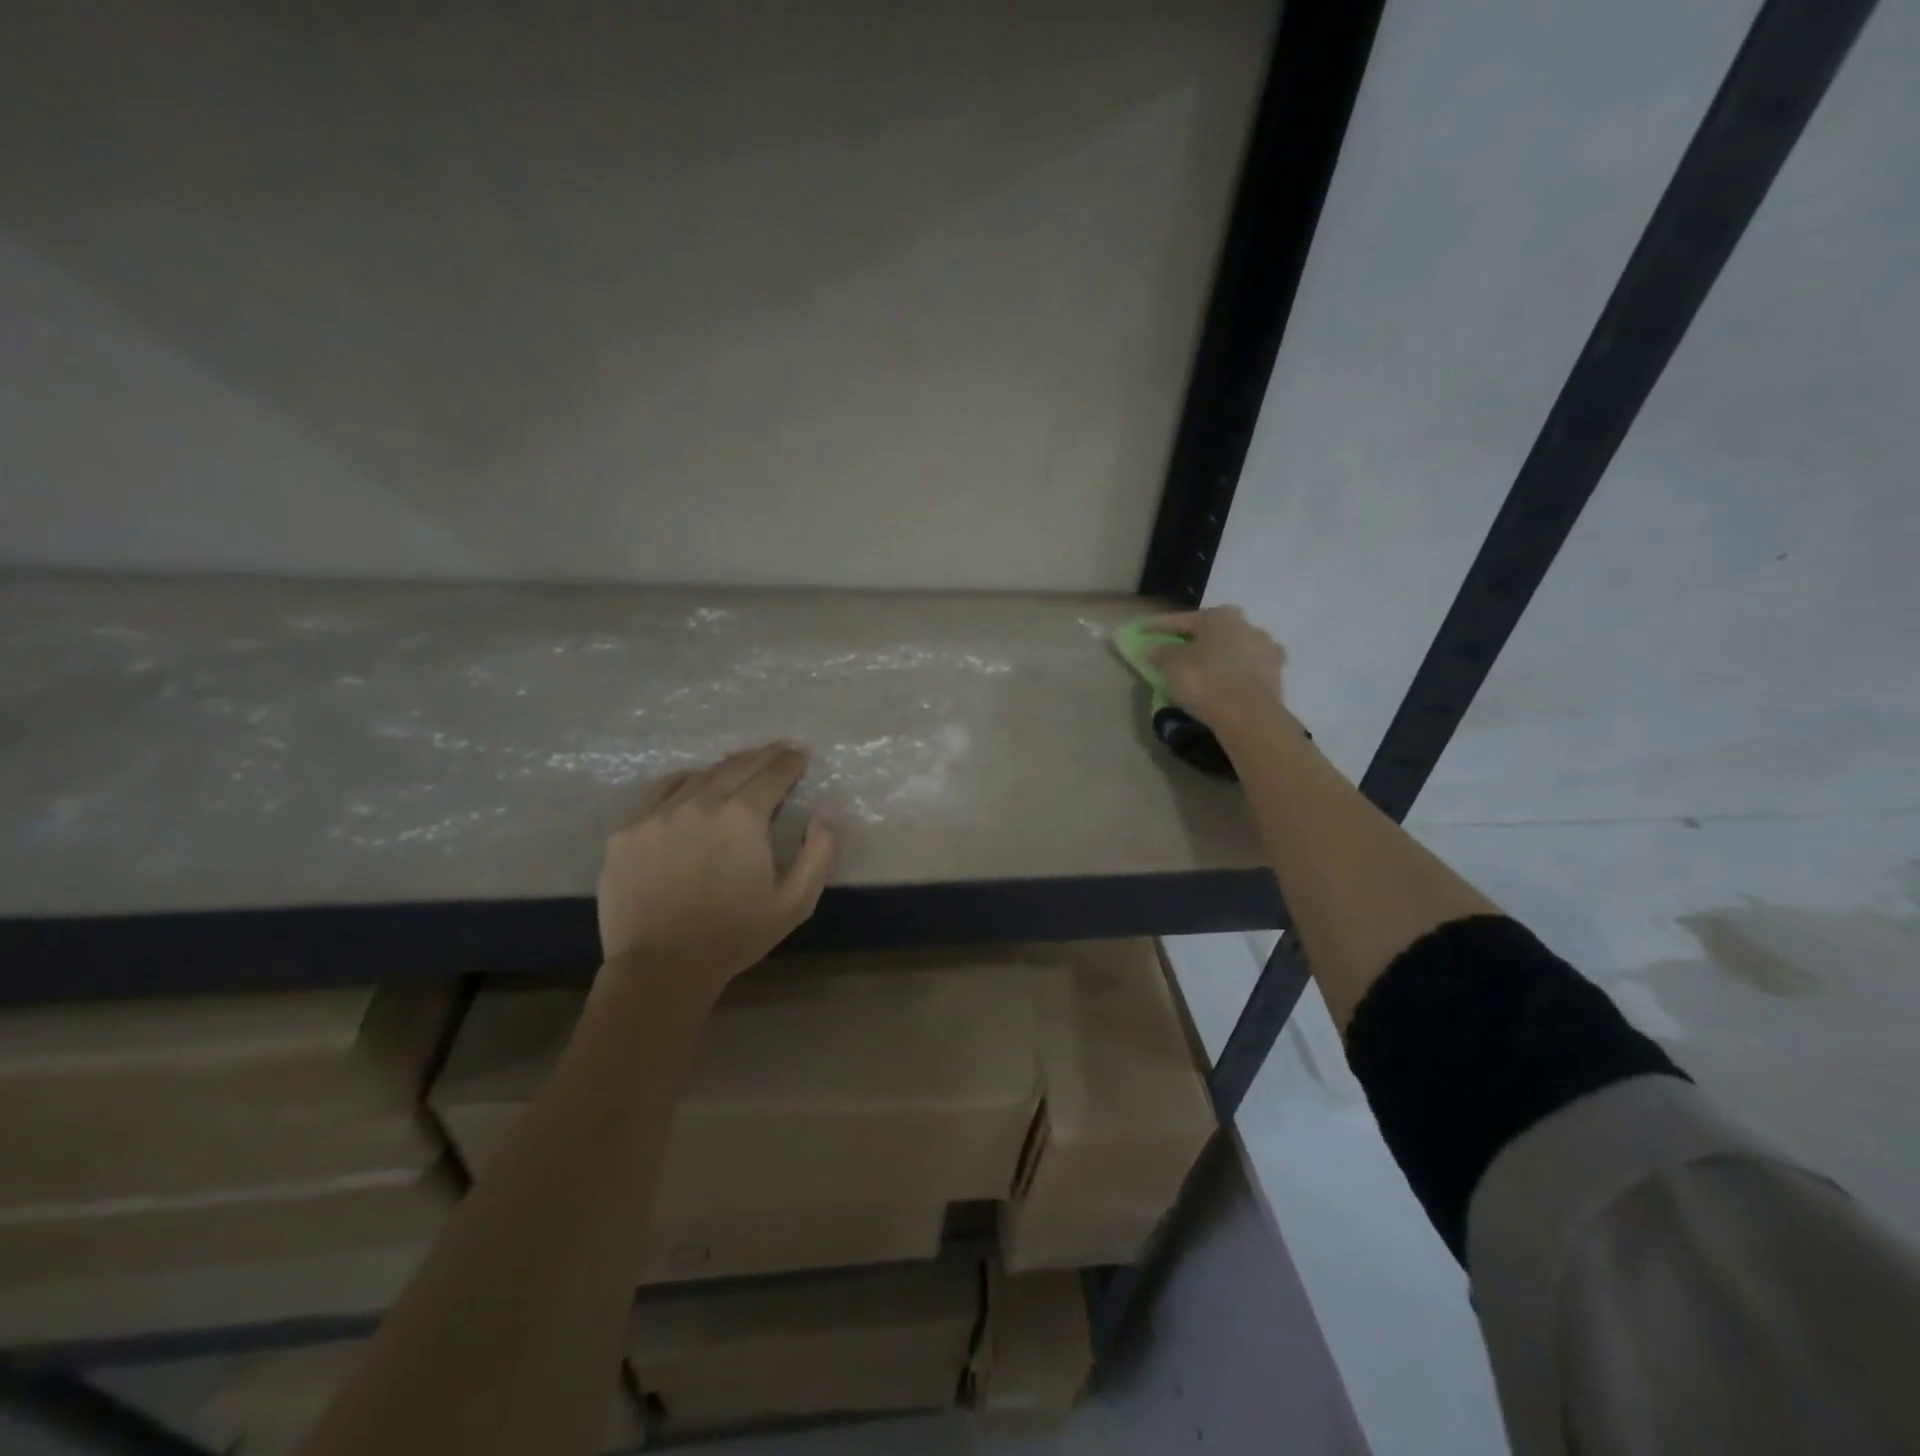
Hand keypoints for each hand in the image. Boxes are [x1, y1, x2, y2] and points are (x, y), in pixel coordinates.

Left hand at [596, 744, 836, 982]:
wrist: (661, 969)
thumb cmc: (735, 936)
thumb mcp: (795, 903)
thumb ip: (819, 853)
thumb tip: (823, 814)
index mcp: (743, 817)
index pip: (773, 773)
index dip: (791, 761)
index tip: (800, 756)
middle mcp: (700, 803)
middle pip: (737, 766)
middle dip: (763, 756)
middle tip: (778, 752)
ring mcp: (658, 814)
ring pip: (699, 776)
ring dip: (726, 769)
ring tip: (740, 771)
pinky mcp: (628, 830)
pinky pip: (661, 792)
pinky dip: (685, 783)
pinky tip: (692, 788)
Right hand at [1144, 606, 1288, 728]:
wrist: (1249, 716)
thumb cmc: (1205, 682)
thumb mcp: (1171, 665)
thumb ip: (1160, 652)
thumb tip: (1152, 648)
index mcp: (1220, 616)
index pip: (1180, 620)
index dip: (1156, 627)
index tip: (1140, 633)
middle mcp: (1247, 624)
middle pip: (1211, 631)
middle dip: (1192, 640)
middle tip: (1174, 651)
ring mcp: (1266, 648)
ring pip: (1231, 649)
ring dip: (1216, 656)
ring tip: (1201, 670)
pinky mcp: (1277, 673)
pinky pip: (1246, 669)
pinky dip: (1233, 673)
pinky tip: (1224, 683)